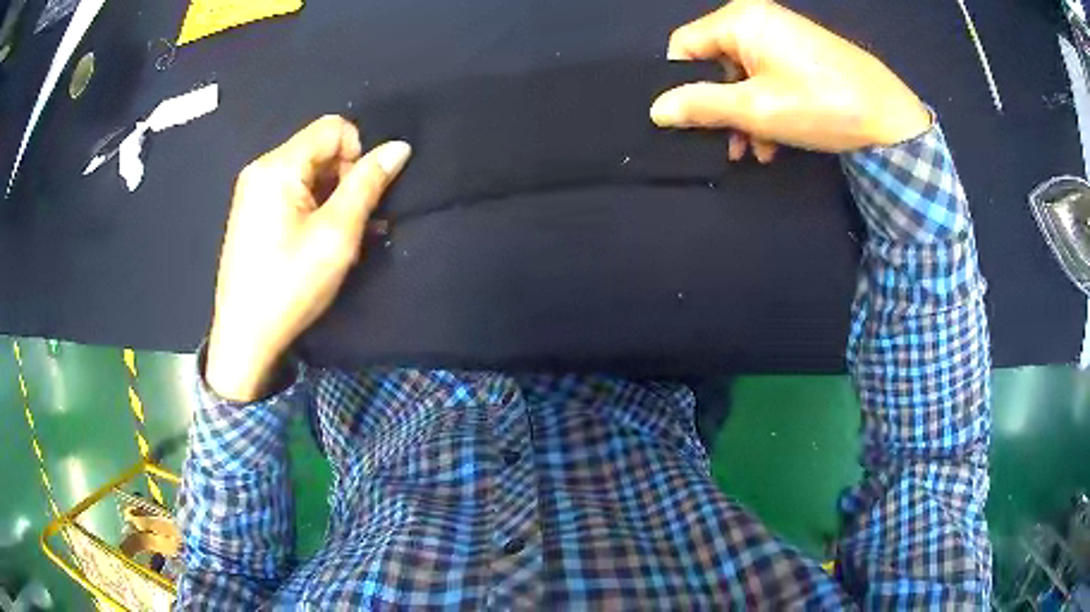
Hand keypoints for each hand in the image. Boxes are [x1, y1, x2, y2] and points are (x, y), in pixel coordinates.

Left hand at [206, 116, 410, 401]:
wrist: (244, 339)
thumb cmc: (289, 286)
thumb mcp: (337, 235)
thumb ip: (367, 185)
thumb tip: (399, 148)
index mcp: (277, 167)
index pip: (334, 128)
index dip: (357, 155)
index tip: (358, 198)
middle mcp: (261, 169)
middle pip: (320, 148)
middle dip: (344, 178)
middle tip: (352, 224)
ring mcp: (253, 191)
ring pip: (308, 172)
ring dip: (332, 197)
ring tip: (339, 239)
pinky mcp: (252, 212)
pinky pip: (292, 192)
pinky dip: (313, 208)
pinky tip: (319, 241)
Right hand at [650, 0, 930, 157]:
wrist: (891, 118)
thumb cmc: (821, 106)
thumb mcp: (756, 109)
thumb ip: (702, 106)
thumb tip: (657, 110)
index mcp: (740, 21)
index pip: (685, 45)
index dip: (681, 83)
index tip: (690, 120)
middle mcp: (758, 20)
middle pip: (715, 61)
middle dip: (718, 106)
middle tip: (726, 144)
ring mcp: (783, 36)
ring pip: (742, 74)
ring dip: (743, 114)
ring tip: (753, 150)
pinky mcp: (802, 53)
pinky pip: (768, 76)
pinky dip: (765, 107)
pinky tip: (774, 142)